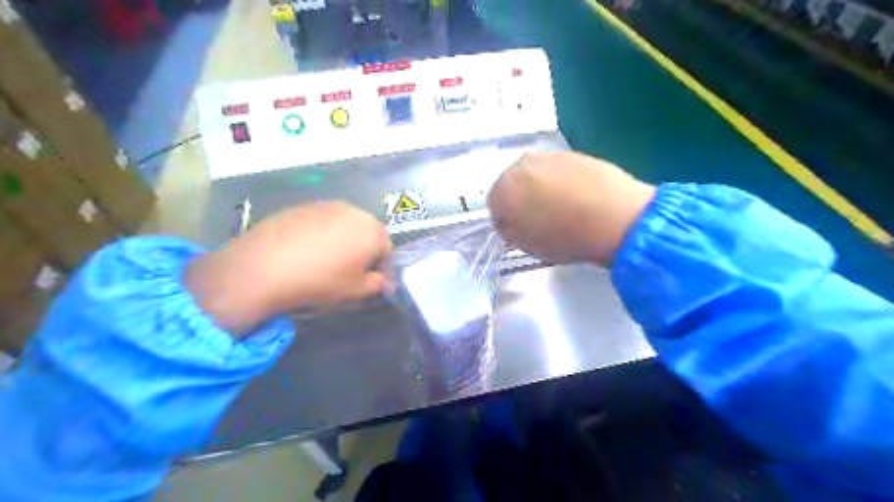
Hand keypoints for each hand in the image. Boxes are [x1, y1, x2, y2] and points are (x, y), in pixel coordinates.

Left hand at [187, 199, 391, 335]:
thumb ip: (376, 285)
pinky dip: (320, 237)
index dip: (383, 271)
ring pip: (343, 227)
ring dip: (342, 243)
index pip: (387, 252)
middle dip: (364, 253)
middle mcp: (353, 211)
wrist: (264, 267)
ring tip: (326, 263)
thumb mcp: (355, 291)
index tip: (373, 286)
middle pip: (367, 234)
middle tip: (351, 274)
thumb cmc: (320, 281)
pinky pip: (320, 224)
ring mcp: (325, 205)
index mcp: (373, 230)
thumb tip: (383, 282)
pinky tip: (305, 254)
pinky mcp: (301, 207)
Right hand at [488, 152, 654, 266]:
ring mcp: (549, 156)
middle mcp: (520, 165)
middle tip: (541, 219)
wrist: (614, 217)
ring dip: (542, 189)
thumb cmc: (564, 237)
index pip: (494, 205)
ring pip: (536, 175)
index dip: (507, 221)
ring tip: (564, 209)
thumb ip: (509, 231)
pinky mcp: (573, 153)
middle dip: (522, 200)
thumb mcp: (527, 245)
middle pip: (514, 184)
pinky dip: (563, 182)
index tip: (522, 232)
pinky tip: (579, 198)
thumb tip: (509, 221)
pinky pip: (559, 171)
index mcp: (503, 189)